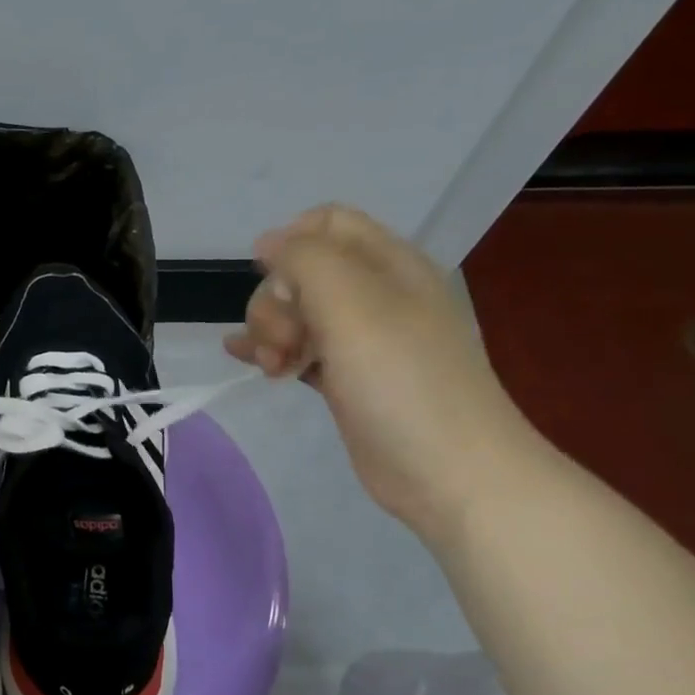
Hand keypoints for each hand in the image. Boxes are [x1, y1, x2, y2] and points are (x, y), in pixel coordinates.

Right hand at [226, 205, 549, 539]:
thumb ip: (305, 260)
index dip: (289, 243)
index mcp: (388, 264)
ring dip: (271, 331)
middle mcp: (376, 295)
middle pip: (303, 272)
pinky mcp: (349, 379)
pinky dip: (272, 351)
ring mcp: (363, 340)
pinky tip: (245, 359)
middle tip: (283, 342)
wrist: (448, 470)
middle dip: (276, 301)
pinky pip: (301, 350)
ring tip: (272, 366)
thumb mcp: (352, 303)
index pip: (327, 223)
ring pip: (298, 313)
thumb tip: (268, 242)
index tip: (271, 283)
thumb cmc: (402, 381)